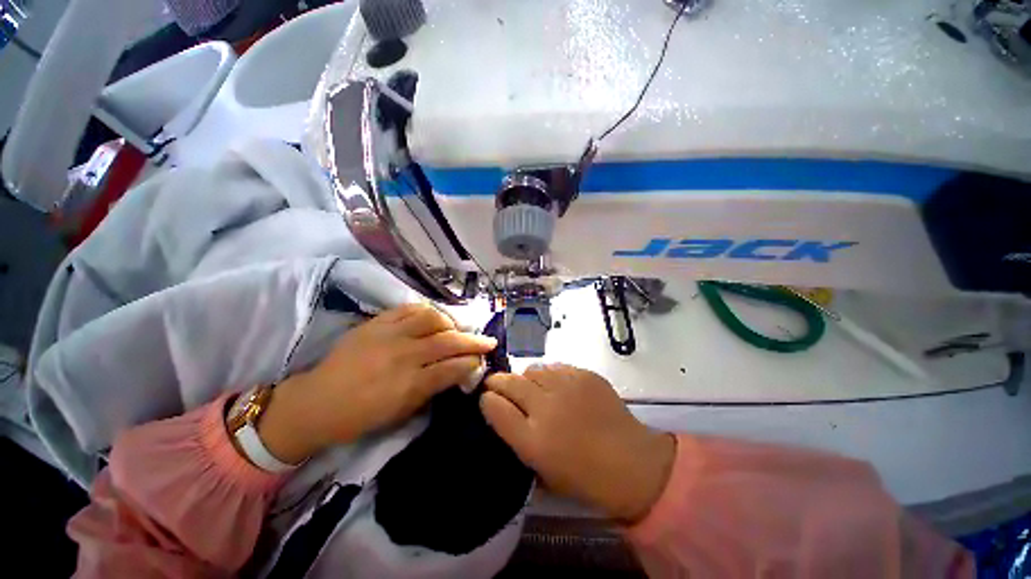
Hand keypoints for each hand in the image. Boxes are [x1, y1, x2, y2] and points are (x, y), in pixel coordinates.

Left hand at [256, 304, 496, 463]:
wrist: (317, 402)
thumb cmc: (361, 416)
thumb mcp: (402, 412)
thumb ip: (433, 388)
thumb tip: (457, 372)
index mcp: (409, 384)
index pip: (453, 368)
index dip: (472, 363)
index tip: (483, 361)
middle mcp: (403, 355)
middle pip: (448, 341)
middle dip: (473, 341)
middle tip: (487, 340)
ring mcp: (389, 334)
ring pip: (431, 318)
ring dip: (450, 323)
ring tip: (455, 329)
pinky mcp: (376, 322)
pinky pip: (408, 309)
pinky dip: (426, 312)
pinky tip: (433, 318)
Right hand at [481, 364, 674, 523]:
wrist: (631, 462)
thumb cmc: (584, 476)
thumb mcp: (542, 471)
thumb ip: (517, 439)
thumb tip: (501, 412)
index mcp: (533, 439)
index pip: (494, 407)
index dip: (487, 399)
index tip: (486, 398)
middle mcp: (546, 407)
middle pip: (509, 382)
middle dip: (497, 381)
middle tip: (498, 384)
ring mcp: (566, 386)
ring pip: (532, 369)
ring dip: (526, 378)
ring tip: (532, 387)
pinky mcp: (584, 374)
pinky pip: (555, 366)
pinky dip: (549, 375)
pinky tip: (557, 386)